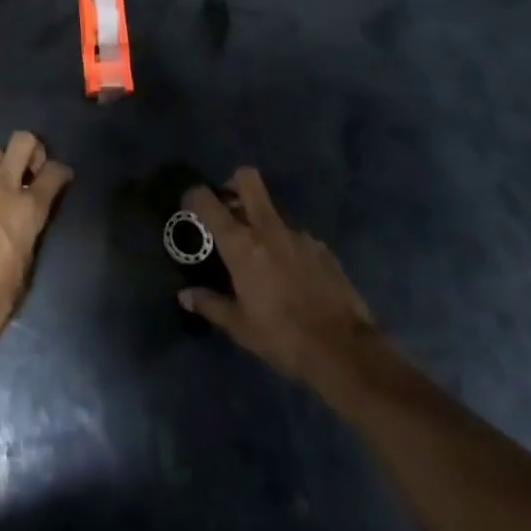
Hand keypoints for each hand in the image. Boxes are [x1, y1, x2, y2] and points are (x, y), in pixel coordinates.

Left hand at [0, 131, 72, 376]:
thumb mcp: (25, 269)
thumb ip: (30, 235)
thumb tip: (28, 223)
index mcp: (26, 210)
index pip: (52, 173)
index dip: (61, 171)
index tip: (62, 177)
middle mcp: (1, 190)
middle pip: (21, 142)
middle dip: (32, 149)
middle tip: (32, 169)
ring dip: (2, 164)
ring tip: (4, 186)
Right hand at [178, 167, 380, 392]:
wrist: (345, 351)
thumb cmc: (283, 337)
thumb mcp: (240, 327)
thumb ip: (210, 304)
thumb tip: (185, 295)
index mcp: (241, 243)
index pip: (207, 200)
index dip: (194, 195)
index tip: (189, 205)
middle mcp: (267, 228)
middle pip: (247, 179)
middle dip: (234, 183)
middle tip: (228, 207)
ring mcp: (298, 235)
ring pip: (272, 211)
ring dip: (262, 223)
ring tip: (263, 256)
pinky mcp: (322, 248)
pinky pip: (296, 236)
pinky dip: (287, 246)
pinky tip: (293, 276)